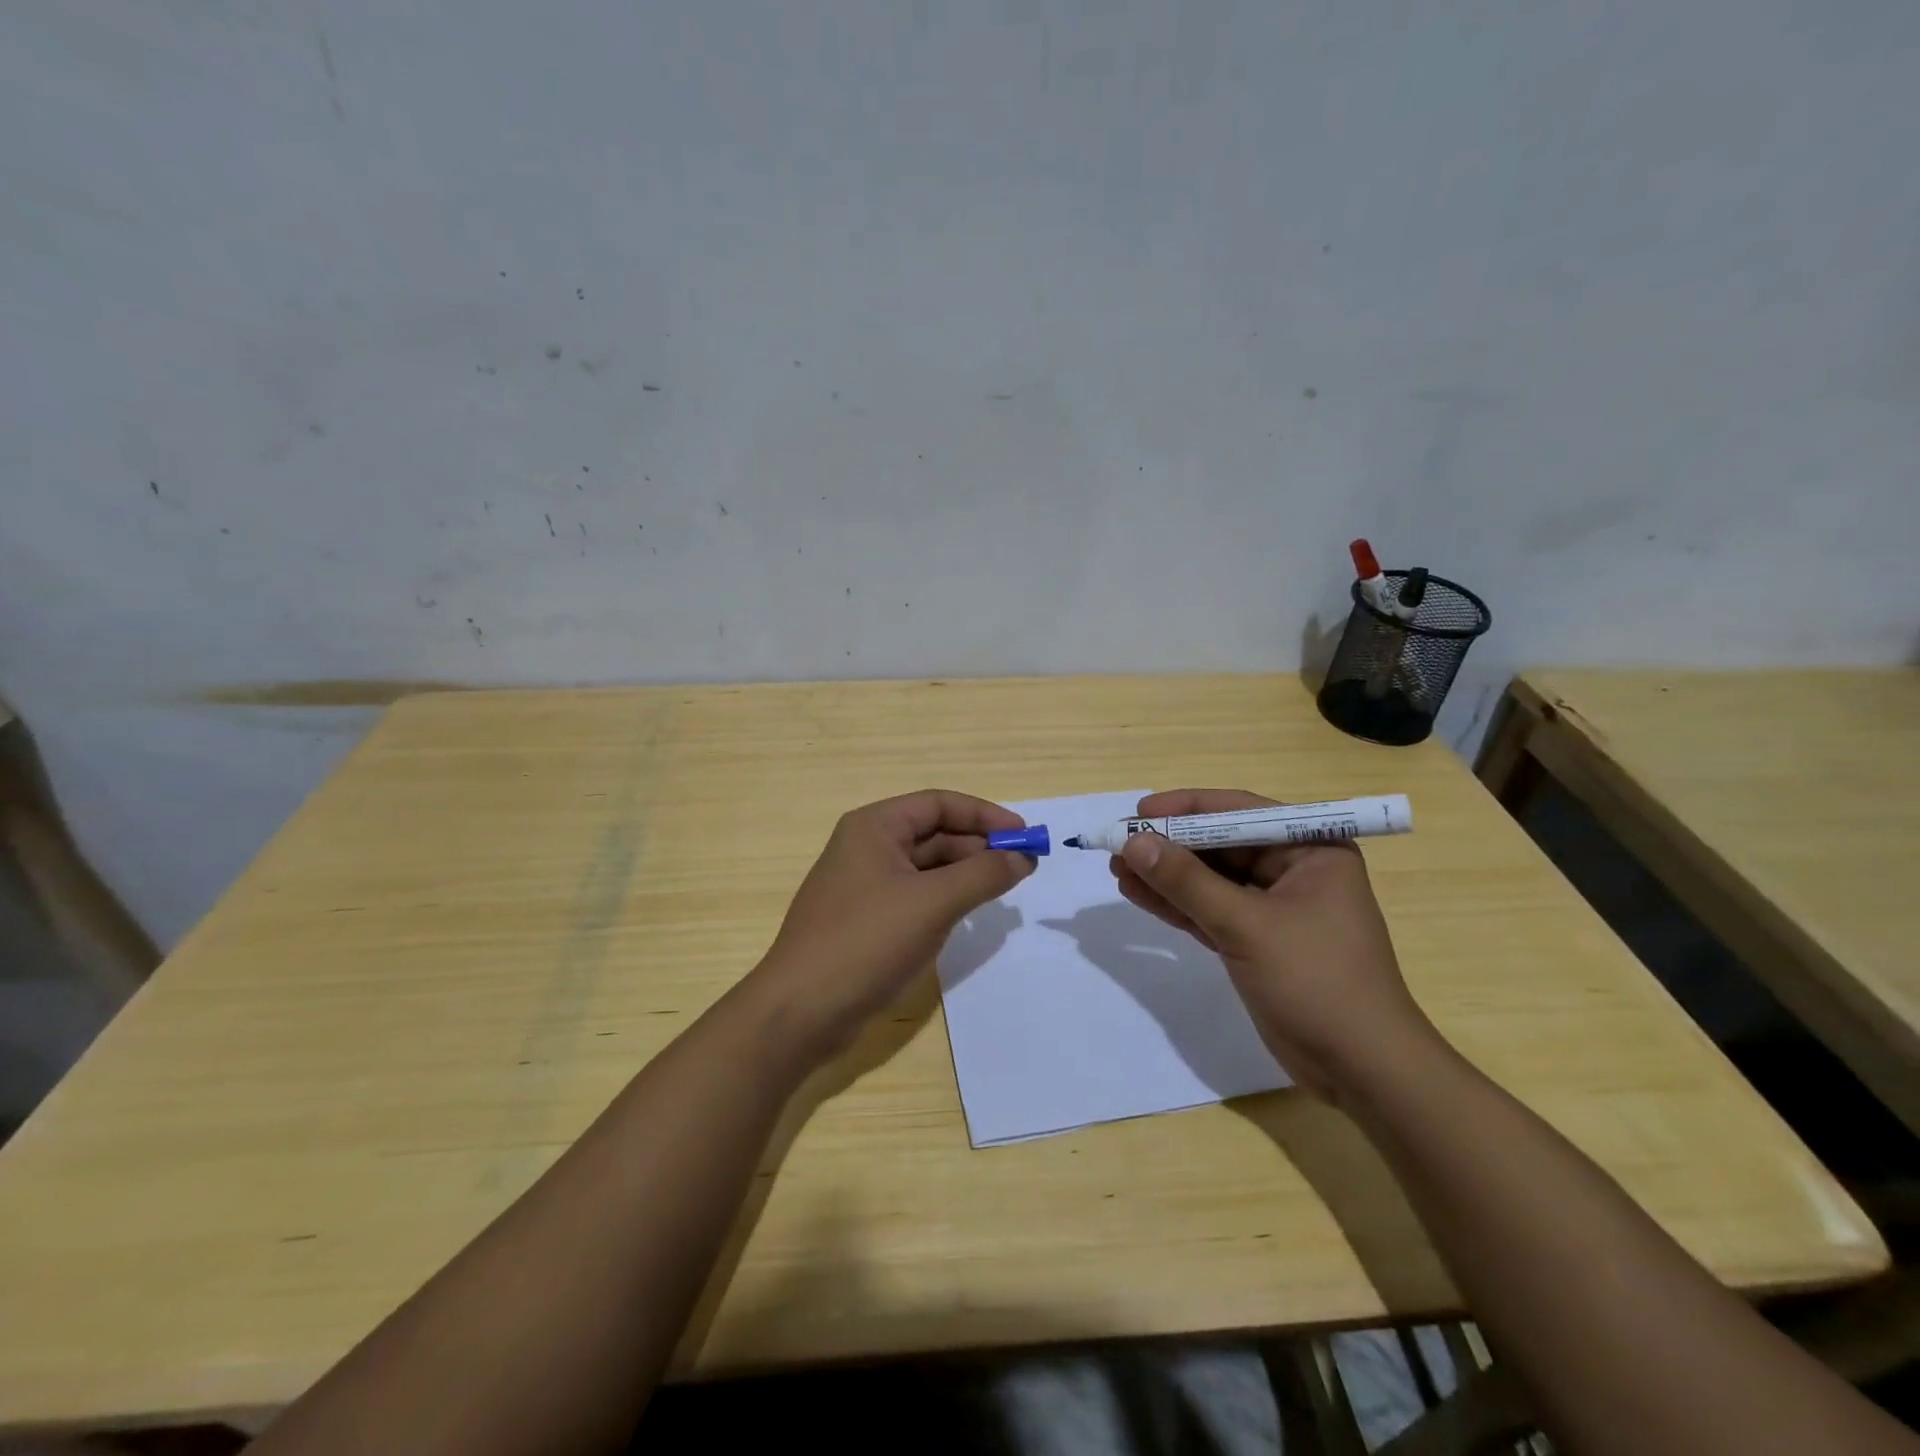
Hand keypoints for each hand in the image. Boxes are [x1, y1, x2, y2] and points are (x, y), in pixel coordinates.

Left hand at [749, 790, 1035, 1064]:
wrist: (800, 1013)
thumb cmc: (866, 942)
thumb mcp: (933, 903)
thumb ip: (982, 875)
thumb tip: (1022, 858)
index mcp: (874, 827)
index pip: (938, 804)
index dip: (984, 816)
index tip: (1024, 837)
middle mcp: (866, 848)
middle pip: (933, 834)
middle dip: (978, 847)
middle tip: (1022, 868)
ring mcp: (864, 887)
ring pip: (926, 868)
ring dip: (964, 874)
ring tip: (1002, 890)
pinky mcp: (865, 922)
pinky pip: (915, 897)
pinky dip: (945, 900)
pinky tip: (968, 916)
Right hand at [1110, 788, 1438, 1100]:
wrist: (1362, 1071)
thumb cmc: (1316, 982)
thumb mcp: (1247, 925)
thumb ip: (1187, 882)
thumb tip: (1133, 841)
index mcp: (1312, 849)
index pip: (1240, 812)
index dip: (1186, 809)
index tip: (1138, 810)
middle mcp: (1294, 870)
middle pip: (1220, 845)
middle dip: (1169, 845)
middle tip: (1118, 844)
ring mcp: (1274, 908)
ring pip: (1210, 880)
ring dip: (1165, 875)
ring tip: (1116, 868)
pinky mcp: (1257, 941)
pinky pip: (1209, 911)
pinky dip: (1176, 904)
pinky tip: (1138, 893)